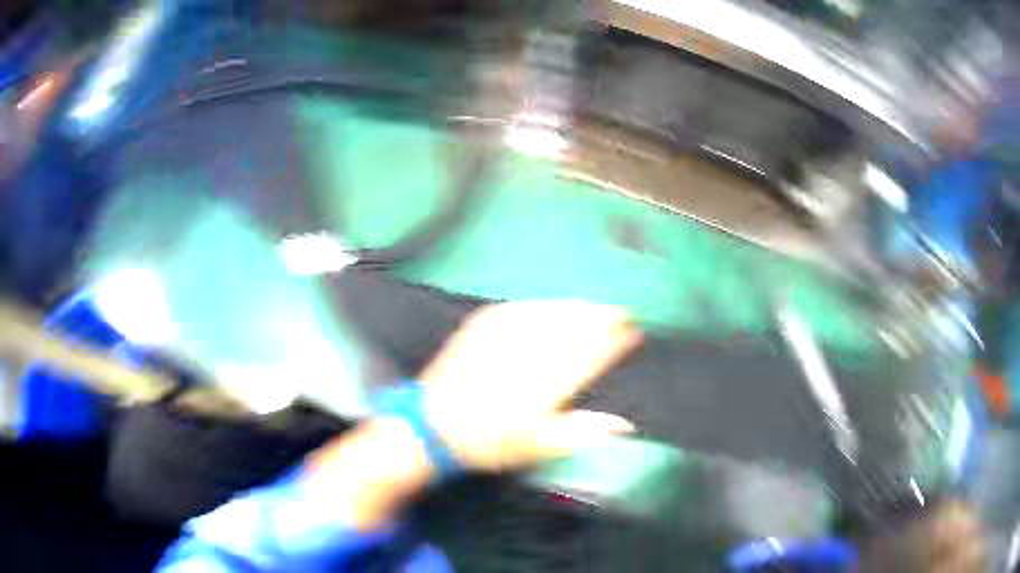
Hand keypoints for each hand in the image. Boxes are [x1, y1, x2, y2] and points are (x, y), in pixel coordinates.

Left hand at [420, 300, 641, 471]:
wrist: (433, 424)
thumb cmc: (490, 442)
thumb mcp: (539, 446)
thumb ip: (583, 432)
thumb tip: (624, 424)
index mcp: (548, 383)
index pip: (593, 353)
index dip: (616, 340)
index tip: (633, 332)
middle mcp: (531, 352)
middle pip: (576, 324)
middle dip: (603, 315)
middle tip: (621, 312)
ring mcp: (506, 334)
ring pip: (552, 310)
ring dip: (578, 306)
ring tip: (594, 307)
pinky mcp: (484, 323)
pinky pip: (523, 306)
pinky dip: (545, 304)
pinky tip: (553, 306)